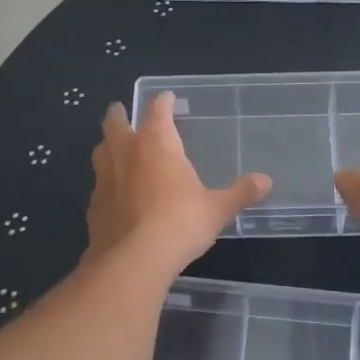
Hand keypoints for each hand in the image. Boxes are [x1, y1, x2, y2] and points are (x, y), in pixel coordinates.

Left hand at [86, 93, 271, 271]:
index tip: (167, 98)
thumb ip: (240, 193)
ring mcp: (104, 179)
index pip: (157, 110)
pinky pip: (98, 185)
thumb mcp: (217, 209)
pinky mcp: (93, 206)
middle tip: (121, 110)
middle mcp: (126, 153)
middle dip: (119, 114)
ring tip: (114, 148)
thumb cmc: (180, 223)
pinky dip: (105, 182)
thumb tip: (266, 181)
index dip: (163, 101)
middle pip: (116, 123)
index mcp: (157, 143)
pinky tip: (113, 193)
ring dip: (107, 145)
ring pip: (100, 150)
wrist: (133, 261)